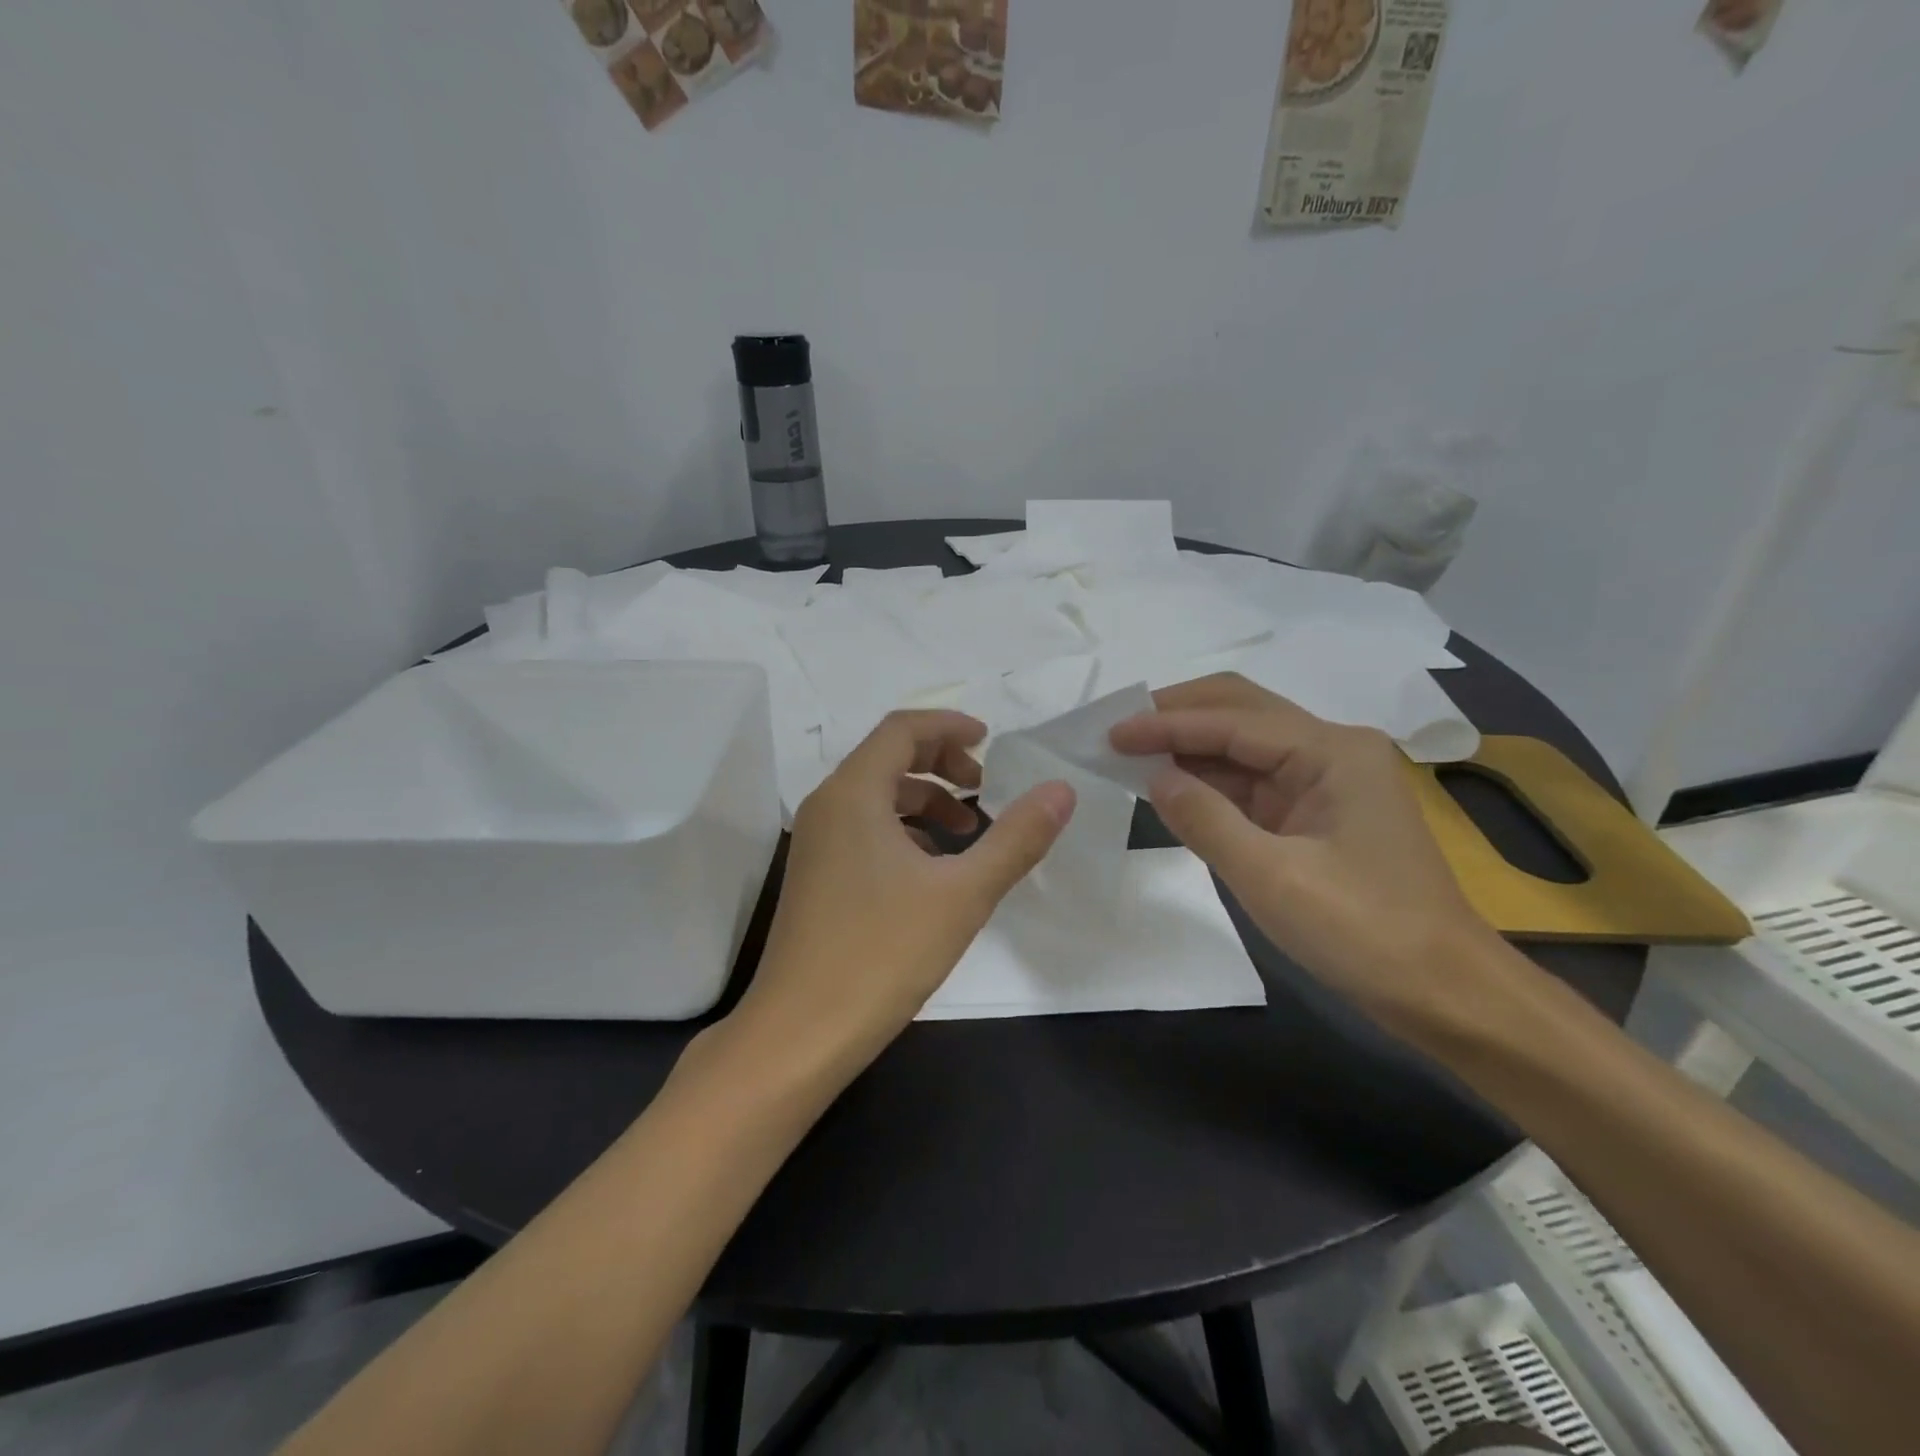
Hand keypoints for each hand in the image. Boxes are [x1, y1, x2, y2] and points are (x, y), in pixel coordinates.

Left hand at [735, 710, 1074, 1070]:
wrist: (799, 1033)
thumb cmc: (882, 954)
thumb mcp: (963, 894)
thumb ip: (1016, 838)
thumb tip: (1061, 790)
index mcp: (854, 793)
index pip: (902, 729)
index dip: (949, 726)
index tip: (991, 740)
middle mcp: (827, 805)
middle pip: (887, 756)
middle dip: (941, 763)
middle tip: (984, 788)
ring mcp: (815, 842)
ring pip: (876, 796)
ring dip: (925, 800)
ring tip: (968, 832)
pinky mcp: (816, 875)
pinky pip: (864, 828)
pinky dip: (903, 830)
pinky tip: (932, 869)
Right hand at [1109, 674, 1500, 1025]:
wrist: (1443, 992)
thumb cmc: (1362, 932)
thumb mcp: (1271, 877)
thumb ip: (1205, 820)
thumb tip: (1154, 777)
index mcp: (1332, 751)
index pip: (1232, 721)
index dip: (1165, 724)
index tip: (1109, 733)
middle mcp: (1331, 750)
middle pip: (1241, 711)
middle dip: (1178, 715)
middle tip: (1119, 730)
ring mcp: (1326, 780)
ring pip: (1244, 744)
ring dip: (1189, 746)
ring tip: (1130, 753)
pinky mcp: (1316, 812)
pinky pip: (1252, 781)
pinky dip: (1209, 780)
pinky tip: (1171, 785)